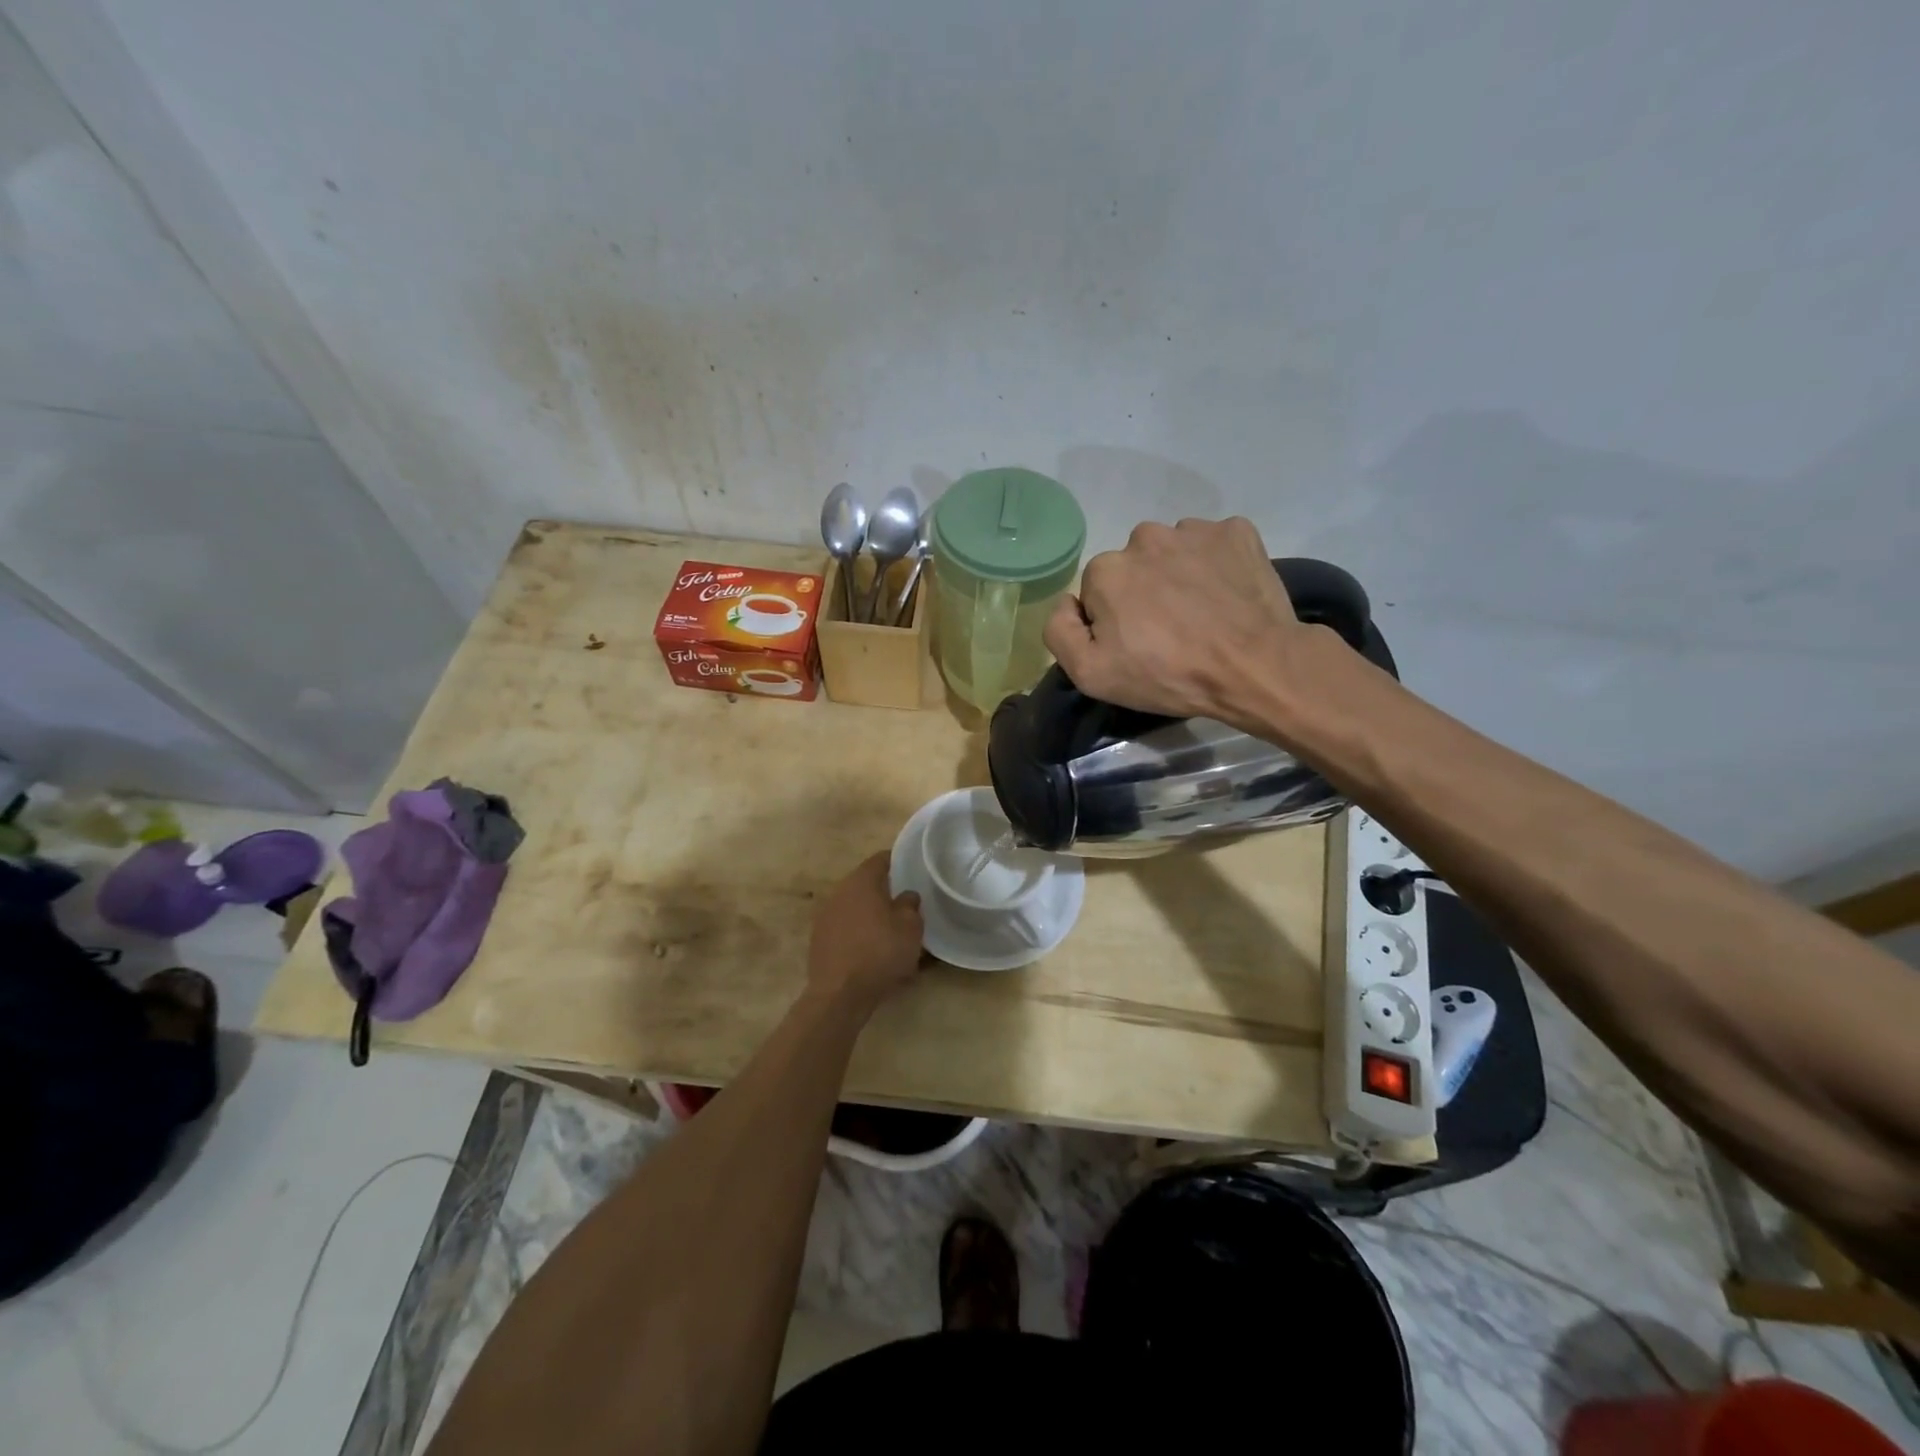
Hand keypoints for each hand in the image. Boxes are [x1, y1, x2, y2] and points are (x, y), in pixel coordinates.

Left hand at [806, 853, 924, 1009]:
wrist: (840, 994)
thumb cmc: (880, 952)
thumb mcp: (910, 928)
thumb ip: (910, 905)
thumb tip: (906, 896)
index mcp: (861, 881)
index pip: (880, 859)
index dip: (897, 861)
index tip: (911, 868)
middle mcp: (839, 892)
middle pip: (866, 884)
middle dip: (885, 892)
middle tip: (905, 904)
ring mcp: (825, 917)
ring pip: (855, 907)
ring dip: (871, 915)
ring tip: (890, 931)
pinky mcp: (819, 940)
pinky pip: (845, 929)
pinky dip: (859, 934)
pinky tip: (872, 951)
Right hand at [1043, 517, 1321, 729]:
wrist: (1255, 667)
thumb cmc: (1168, 674)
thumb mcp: (1091, 675)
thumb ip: (1059, 632)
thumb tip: (1067, 604)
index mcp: (1106, 569)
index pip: (1096, 591)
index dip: (1112, 621)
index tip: (1136, 646)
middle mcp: (1144, 537)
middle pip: (1133, 566)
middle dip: (1143, 592)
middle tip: (1170, 632)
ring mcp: (1194, 530)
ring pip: (1173, 552)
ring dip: (1179, 575)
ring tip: (1201, 613)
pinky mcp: (1237, 532)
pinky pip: (1214, 544)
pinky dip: (1216, 564)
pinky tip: (1226, 595)